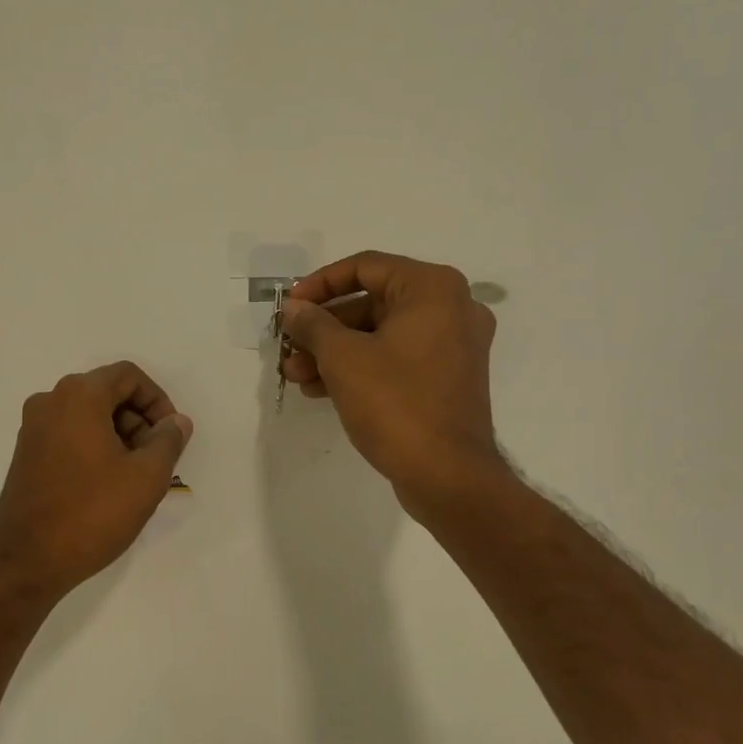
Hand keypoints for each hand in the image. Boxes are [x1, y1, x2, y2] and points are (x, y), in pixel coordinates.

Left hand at [0, 361, 193, 598]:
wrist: (27, 562)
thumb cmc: (93, 512)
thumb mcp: (147, 476)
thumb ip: (168, 440)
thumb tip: (177, 422)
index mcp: (78, 396)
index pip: (128, 376)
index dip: (158, 400)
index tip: (171, 435)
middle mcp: (49, 401)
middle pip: (107, 393)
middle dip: (139, 420)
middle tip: (157, 458)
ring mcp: (32, 429)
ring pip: (88, 416)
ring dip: (119, 435)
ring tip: (136, 476)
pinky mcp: (25, 455)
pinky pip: (69, 435)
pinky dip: (95, 447)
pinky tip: (108, 485)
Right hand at [279, 251, 500, 508]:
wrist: (447, 475)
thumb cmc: (395, 403)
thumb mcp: (343, 358)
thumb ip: (313, 324)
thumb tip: (294, 308)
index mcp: (432, 289)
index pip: (365, 267)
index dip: (320, 284)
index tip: (290, 307)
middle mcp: (450, 308)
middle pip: (372, 303)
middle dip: (323, 328)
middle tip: (289, 348)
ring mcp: (453, 346)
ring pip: (381, 335)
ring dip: (335, 352)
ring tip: (297, 376)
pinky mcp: (447, 378)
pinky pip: (396, 359)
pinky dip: (360, 368)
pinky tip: (320, 390)